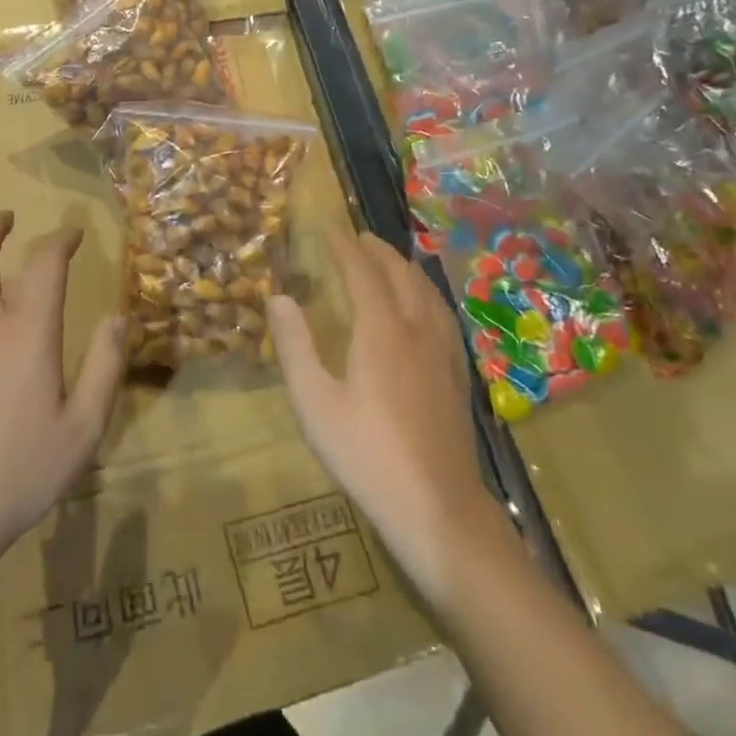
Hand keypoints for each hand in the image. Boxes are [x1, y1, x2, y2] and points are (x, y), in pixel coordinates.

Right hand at [269, 228, 496, 604]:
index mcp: (381, 330)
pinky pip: (442, 313)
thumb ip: (295, 346)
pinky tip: (423, 307)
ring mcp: (444, 351)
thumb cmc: (366, 453)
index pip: (363, 271)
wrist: (437, 507)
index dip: (344, 246)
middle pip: (400, 274)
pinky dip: (425, 292)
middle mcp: (417, 328)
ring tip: (388, 260)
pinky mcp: (457, 374)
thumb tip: (278, 297)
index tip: (329, 228)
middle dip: (378, 250)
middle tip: (357, 238)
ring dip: (405, 267)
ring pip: (427, 291)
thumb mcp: (314, 402)